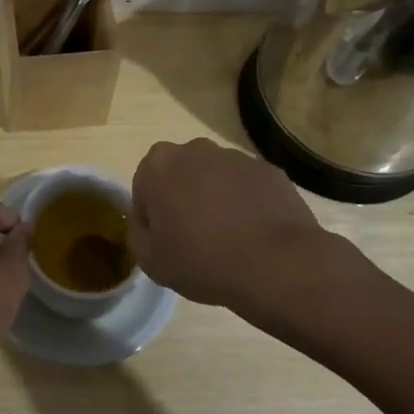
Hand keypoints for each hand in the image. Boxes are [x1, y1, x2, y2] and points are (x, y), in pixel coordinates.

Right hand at [130, 139, 337, 308]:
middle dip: (183, 198)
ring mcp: (236, 157)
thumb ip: (137, 234)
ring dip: (215, 199)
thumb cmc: (202, 260)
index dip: (151, 215)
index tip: (164, 240)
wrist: (275, 264)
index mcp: (160, 164)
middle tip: (194, 238)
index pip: (144, 186)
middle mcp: (195, 149)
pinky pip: (247, 186)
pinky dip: (246, 203)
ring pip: (215, 177)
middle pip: (180, 174)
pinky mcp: (268, 170)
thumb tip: (146, 224)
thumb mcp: (150, 261)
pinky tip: (253, 234)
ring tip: (228, 238)